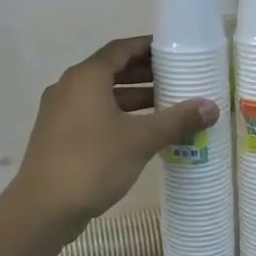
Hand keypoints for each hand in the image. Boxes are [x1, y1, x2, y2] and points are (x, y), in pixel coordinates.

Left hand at [14, 36, 218, 232]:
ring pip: (102, 95)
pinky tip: (141, 133)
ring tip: (166, 106)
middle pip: (111, 71)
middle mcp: (69, 87)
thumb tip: (211, 107)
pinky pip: (93, 114)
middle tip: (177, 79)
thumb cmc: (93, 162)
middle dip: (144, 74)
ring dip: (132, 98)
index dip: (148, 47)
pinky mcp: (58, 136)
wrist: (44, 207)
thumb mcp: (141, 140)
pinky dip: (118, 116)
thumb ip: (177, 120)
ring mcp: (60, 113)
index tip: (174, 50)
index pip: (121, 49)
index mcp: (86, 78)